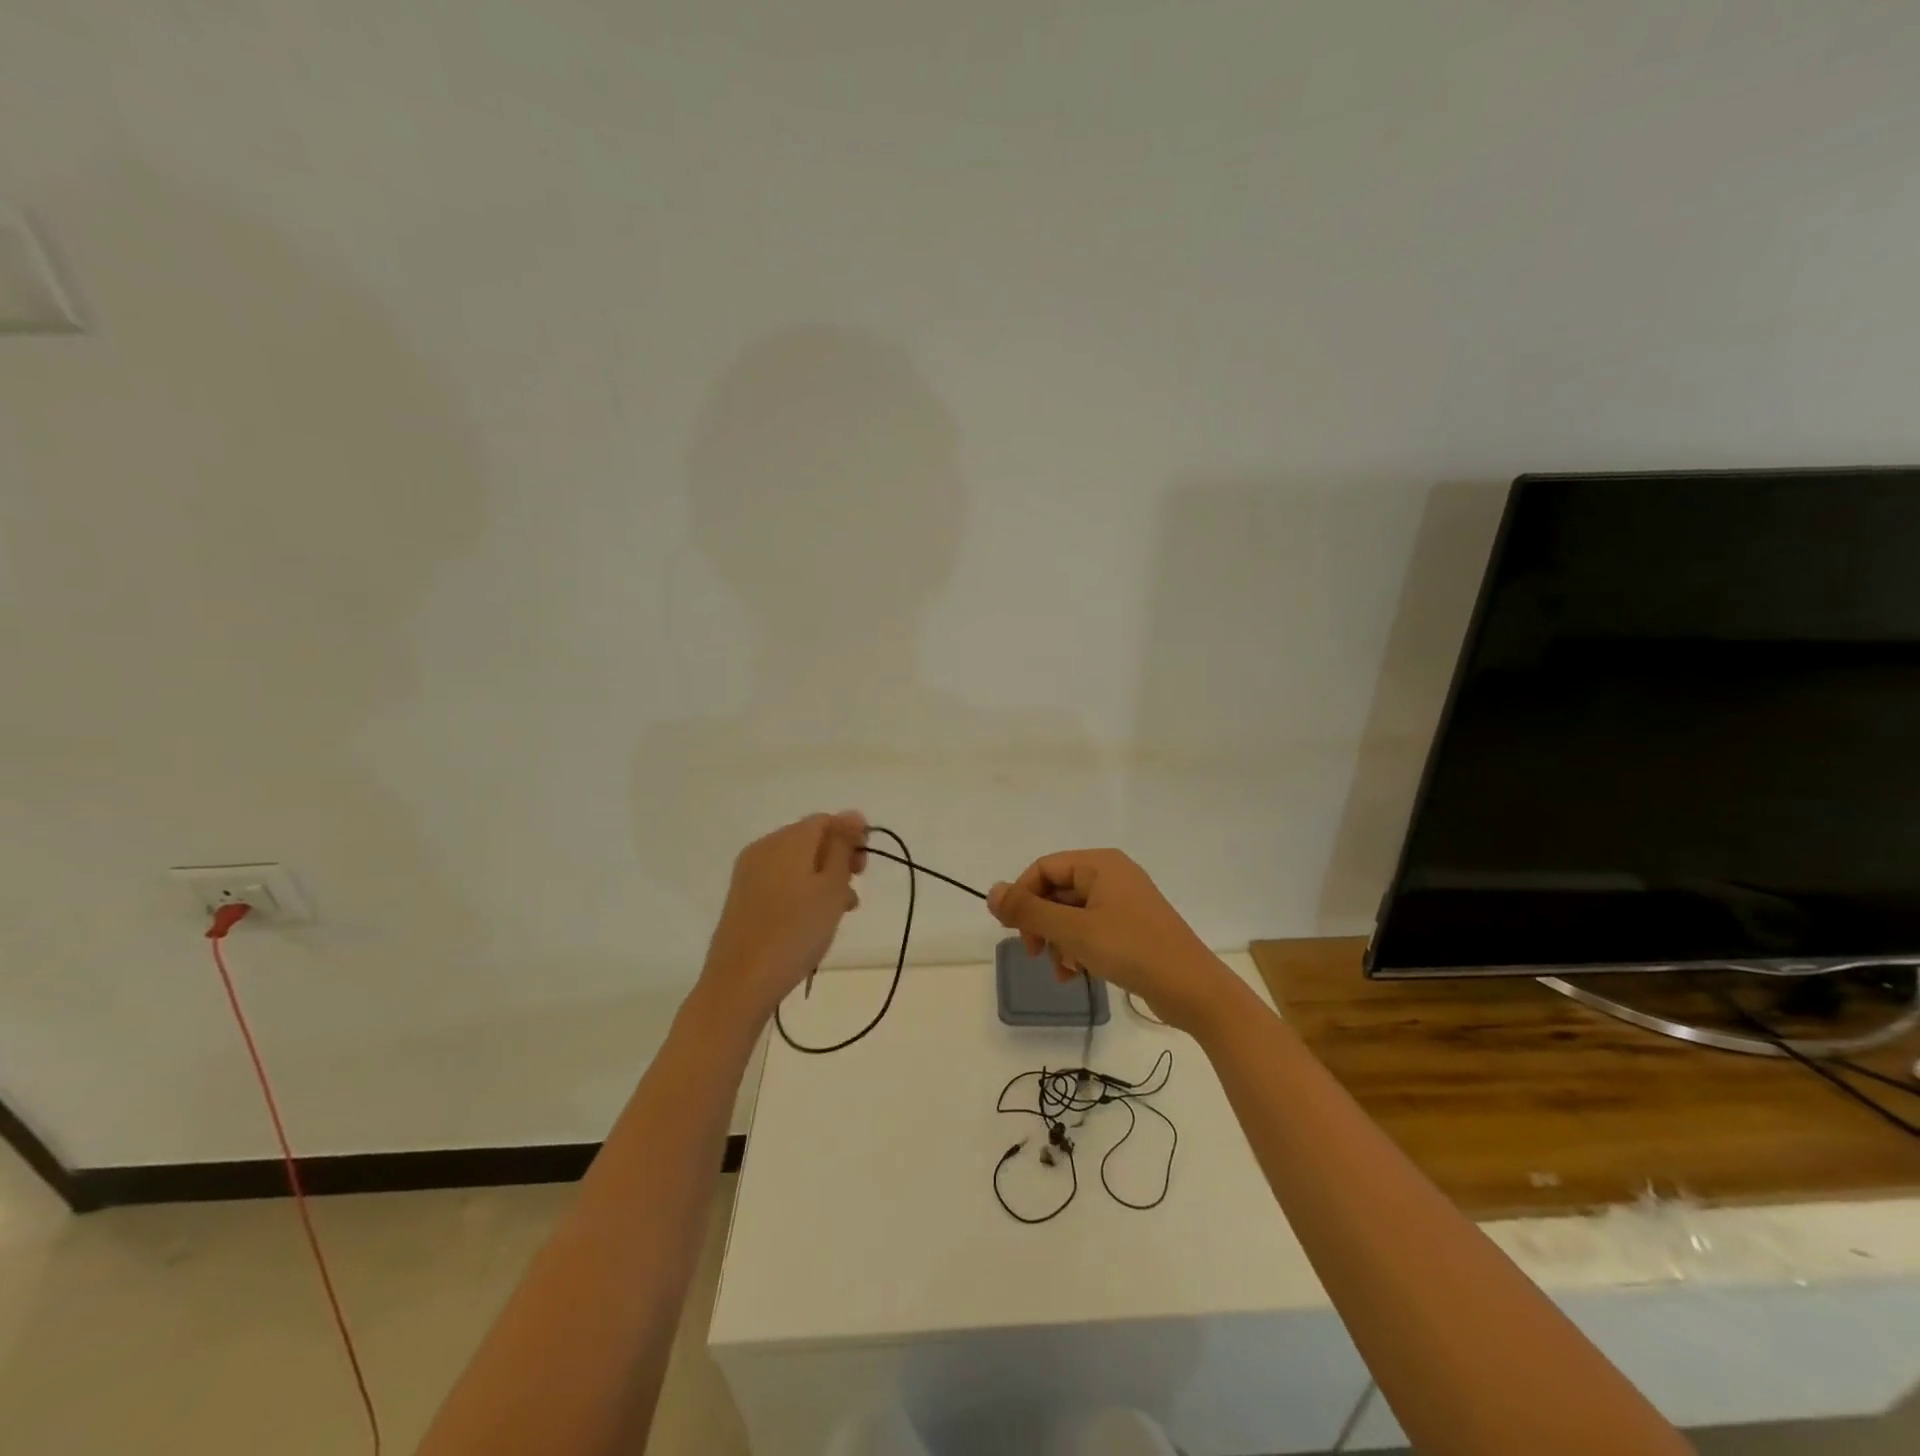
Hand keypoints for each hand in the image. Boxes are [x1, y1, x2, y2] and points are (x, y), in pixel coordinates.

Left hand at [697, 811, 867, 1026]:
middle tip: (853, 891)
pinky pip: (780, 880)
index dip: (851, 837)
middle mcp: (764, 848)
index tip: (864, 869)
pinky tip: (812, 919)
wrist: (741, 982)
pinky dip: (801, 891)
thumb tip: (853, 814)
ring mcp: (749, 872)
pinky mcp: (742, 897)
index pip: (826, 820)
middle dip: (837, 859)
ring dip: (822, 878)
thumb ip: (843, 847)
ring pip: (796, 862)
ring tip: (839, 911)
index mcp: (788, 840)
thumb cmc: (796, 932)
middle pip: (809, 839)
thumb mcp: (831, 887)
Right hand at [988, 849, 1237, 1033]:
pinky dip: (1079, 949)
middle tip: (1034, 953)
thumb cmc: (1131, 949)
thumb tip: (992, 892)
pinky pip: (1091, 929)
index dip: (1023, 897)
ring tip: (1063, 970)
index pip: (1044, 868)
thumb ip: (1028, 910)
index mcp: (1100, 864)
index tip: (1014, 931)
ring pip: (1072, 915)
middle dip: (1042, 924)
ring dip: (1059, 942)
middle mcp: (1112, 875)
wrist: (1192, 988)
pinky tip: (1077, 974)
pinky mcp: (1132, 927)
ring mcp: (1124, 902)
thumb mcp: (1072, 930)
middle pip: (1057, 891)